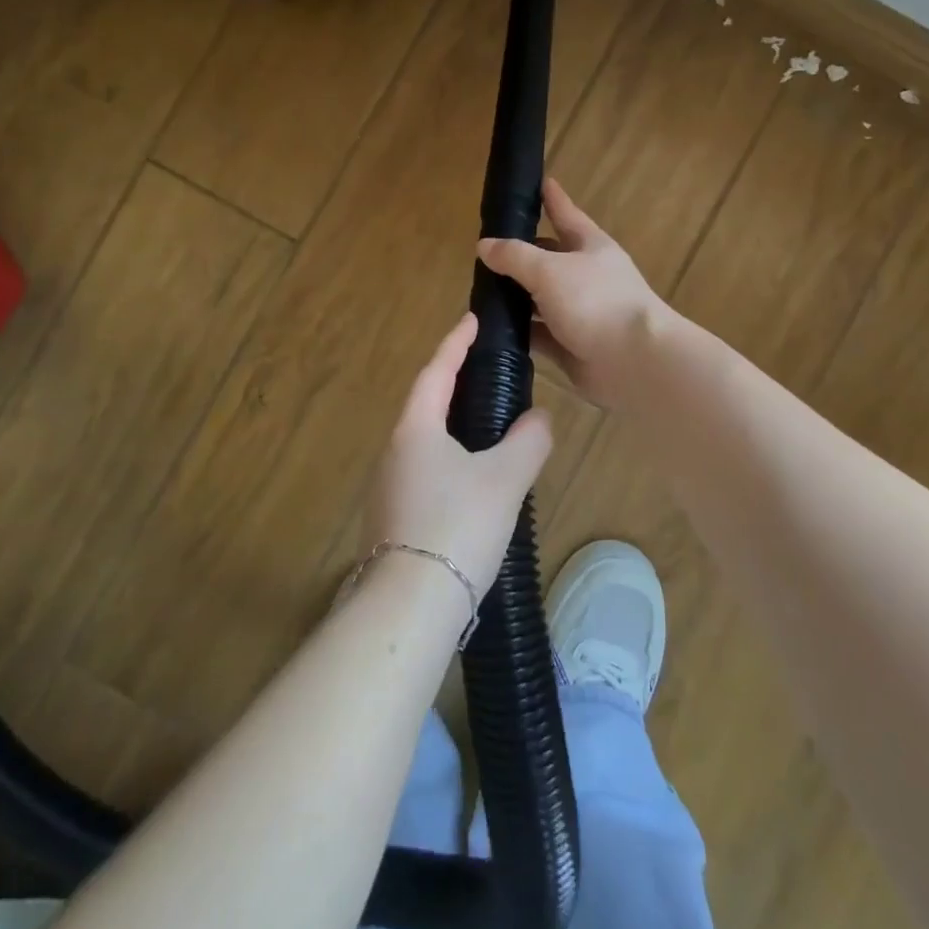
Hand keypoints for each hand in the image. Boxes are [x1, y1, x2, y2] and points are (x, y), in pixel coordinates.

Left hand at [368, 313, 552, 598]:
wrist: (410, 607)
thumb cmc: (457, 526)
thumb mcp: (505, 480)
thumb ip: (529, 441)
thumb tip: (540, 419)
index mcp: (415, 429)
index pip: (436, 371)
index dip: (455, 343)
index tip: (472, 321)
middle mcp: (394, 451)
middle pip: (425, 404)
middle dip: (453, 383)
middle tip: (485, 370)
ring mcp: (388, 486)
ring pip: (424, 441)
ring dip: (452, 425)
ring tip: (487, 424)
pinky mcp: (393, 518)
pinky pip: (424, 471)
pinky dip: (449, 459)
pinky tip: (473, 480)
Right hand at [477, 179, 669, 409]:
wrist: (635, 362)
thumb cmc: (596, 302)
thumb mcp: (549, 270)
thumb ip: (515, 257)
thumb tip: (485, 245)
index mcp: (590, 247)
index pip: (566, 214)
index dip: (553, 198)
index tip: (540, 181)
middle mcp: (587, 277)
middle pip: (549, 260)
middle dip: (521, 256)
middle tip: (485, 252)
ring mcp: (581, 314)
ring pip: (541, 300)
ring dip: (515, 299)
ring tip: (479, 293)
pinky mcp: (573, 347)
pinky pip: (540, 335)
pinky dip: (520, 333)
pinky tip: (493, 332)